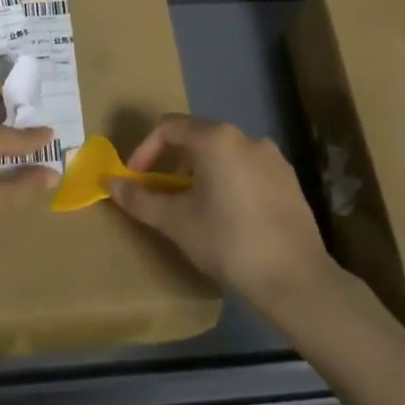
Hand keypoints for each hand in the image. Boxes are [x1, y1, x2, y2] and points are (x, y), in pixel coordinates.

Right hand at [107, 114, 332, 307]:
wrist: (294, 277)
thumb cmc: (227, 241)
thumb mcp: (175, 222)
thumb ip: (139, 198)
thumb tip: (110, 183)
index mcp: (217, 139)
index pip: (169, 127)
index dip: (144, 150)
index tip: (135, 180)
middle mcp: (247, 138)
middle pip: (198, 137)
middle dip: (172, 161)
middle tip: (161, 193)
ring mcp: (273, 158)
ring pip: (224, 154)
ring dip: (200, 172)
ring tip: (193, 206)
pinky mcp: (289, 180)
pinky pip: (247, 169)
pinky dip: (228, 181)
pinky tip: (228, 216)